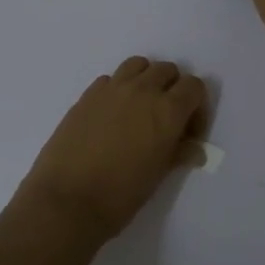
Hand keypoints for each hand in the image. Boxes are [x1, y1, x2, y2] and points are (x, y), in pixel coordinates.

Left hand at [17, 57, 209, 243]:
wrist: (67, 200)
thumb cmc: (120, 195)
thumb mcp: (157, 176)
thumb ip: (178, 153)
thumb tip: (194, 149)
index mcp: (167, 110)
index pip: (194, 86)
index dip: (197, 107)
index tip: (189, 132)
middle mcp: (142, 90)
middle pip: (167, 70)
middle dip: (173, 90)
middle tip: (166, 120)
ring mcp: (112, 88)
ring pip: (139, 65)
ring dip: (146, 80)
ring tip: (140, 109)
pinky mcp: (87, 94)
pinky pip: (111, 79)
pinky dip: (118, 89)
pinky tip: (112, 116)